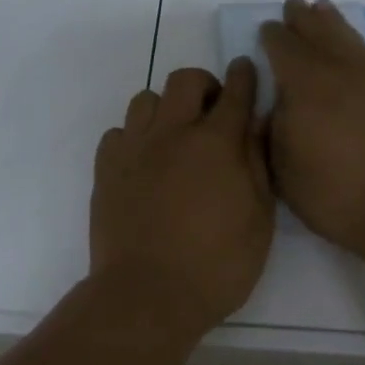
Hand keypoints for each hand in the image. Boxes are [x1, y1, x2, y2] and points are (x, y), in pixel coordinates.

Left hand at [89, 58, 274, 340]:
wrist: (146, 296)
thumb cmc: (217, 265)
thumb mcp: (258, 219)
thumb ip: (258, 163)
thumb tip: (257, 122)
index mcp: (216, 143)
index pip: (235, 92)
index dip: (244, 76)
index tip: (245, 68)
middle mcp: (173, 133)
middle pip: (185, 80)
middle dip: (204, 85)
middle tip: (212, 111)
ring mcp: (134, 148)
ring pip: (147, 99)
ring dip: (166, 108)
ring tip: (175, 136)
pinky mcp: (106, 169)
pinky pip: (118, 132)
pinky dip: (134, 137)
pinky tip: (144, 162)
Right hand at [261, 0, 364, 265]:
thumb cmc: (336, 193)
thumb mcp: (283, 170)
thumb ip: (271, 131)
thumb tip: (272, 106)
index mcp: (303, 83)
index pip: (282, 47)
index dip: (272, 36)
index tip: (267, 30)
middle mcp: (338, 69)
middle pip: (317, 32)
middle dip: (302, 19)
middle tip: (293, 6)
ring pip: (347, 37)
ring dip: (331, 22)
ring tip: (322, 9)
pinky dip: (356, 41)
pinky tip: (353, 45)